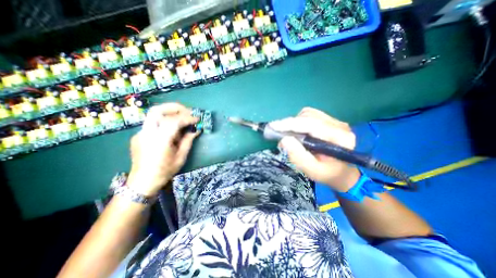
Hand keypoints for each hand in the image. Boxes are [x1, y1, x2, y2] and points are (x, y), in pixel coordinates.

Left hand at [126, 103, 198, 195]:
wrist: (143, 182)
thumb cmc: (164, 171)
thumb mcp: (181, 157)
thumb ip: (188, 141)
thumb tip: (196, 130)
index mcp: (159, 140)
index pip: (173, 121)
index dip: (187, 118)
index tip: (197, 119)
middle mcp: (147, 133)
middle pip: (157, 110)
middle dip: (175, 107)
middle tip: (188, 111)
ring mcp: (140, 133)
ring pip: (153, 114)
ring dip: (169, 112)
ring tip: (182, 116)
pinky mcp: (139, 135)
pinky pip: (153, 122)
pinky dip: (164, 120)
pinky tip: (172, 128)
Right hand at [269, 107, 358, 191]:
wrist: (339, 171)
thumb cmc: (326, 173)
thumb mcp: (312, 170)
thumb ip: (298, 156)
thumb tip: (284, 140)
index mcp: (339, 138)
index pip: (311, 124)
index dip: (290, 124)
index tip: (273, 126)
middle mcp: (339, 125)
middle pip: (309, 116)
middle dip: (290, 124)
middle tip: (277, 134)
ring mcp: (335, 121)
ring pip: (308, 114)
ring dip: (294, 123)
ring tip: (288, 135)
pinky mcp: (329, 120)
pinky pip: (309, 115)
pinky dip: (298, 122)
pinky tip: (297, 132)